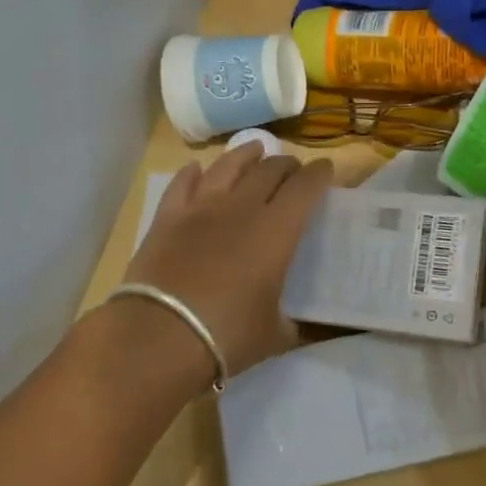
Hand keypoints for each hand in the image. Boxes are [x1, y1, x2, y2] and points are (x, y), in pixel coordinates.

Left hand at [123, 143, 333, 378]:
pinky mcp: (167, 218)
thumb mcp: (274, 334)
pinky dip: (193, 173)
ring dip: (245, 155)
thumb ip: (288, 322)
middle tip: (293, 169)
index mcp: (277, 231)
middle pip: (269, 170)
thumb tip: (290, 323)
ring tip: (255, 149)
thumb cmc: (227, 335)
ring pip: (227, 166)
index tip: (326, 169)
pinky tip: (197, 169)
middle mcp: (242, 208)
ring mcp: (201, 208)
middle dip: (286, 165)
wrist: (160, 336)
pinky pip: (183, 183)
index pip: (305, 188)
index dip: (319, 174)